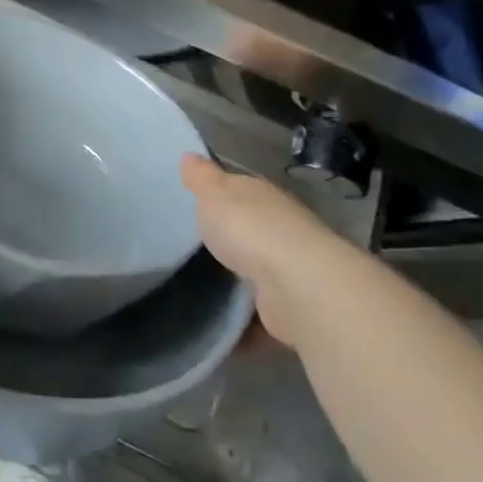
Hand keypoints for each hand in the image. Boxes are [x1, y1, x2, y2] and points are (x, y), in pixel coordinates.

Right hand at [179, 154, 351, 345]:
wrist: (298, 286)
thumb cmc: (250, 229)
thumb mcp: (214, 194)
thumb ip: (201, 178)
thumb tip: (188, 154)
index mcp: (262, 198)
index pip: (238, 190)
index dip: (216, 195)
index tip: (190, 204)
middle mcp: (280, 231)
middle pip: (248, 232)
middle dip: (225, 241)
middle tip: (184, 249)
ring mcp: (287, 272)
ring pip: (253, 274)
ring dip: (233, 284)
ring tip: (192, 290)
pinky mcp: (287, 311)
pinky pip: (255, 316)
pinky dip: (238, 324)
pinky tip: (212, 327)